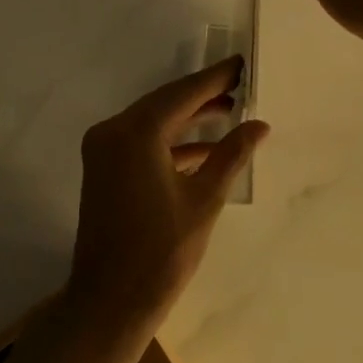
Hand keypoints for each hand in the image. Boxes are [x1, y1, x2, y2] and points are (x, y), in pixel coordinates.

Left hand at [66, 56, 268, 326]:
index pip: (182, 94)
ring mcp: (103, 152)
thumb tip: (259, 125)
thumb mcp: (205, 199)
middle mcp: (113, 132)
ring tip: (230, 111)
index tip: (241, 63)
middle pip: (164, 104)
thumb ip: (231, 155)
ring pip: (152, 123)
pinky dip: (171, 144)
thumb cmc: (162, 250)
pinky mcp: (104, 171)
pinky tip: (205, 149)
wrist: (111, 299)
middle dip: (202, 96)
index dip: (215, 79)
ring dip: (188, 119)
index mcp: (136, 133)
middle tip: (240, 84)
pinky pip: (141, 144)